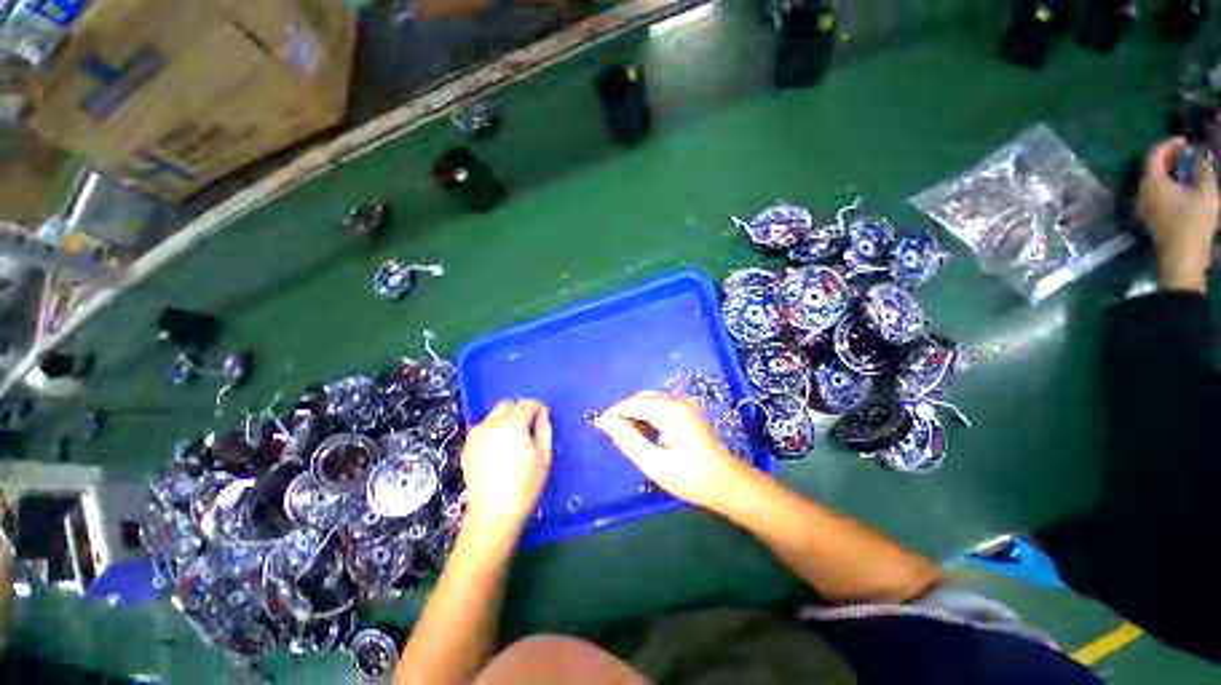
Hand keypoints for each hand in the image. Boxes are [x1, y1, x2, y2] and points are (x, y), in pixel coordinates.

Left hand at [461, 400, 552, 536]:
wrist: (493, 513)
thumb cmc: (525, 486)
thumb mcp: (544, 457)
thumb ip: (544, 430)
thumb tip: (542, 414)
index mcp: (512, 426)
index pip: (527, 404)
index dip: (538, 408)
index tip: (543, 418)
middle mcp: (491, 425)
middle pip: (507, 405)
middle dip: (520, 410)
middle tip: (529, 428)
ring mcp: (476, 436)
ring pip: (493, 416)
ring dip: (505, 420)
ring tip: (513, 440)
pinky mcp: (467, 447)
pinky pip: (483, 429)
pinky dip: (493, 431)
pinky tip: (498, 450)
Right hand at [596, 392, 753, 511]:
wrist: (727, 483)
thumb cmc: (689, 477)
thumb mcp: (654, 463)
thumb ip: (628, 439)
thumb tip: (604, 422)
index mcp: (669, 410)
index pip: (632, 403)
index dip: (613, 413)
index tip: (598, 426)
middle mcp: (677, 400)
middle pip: (641, 398)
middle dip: (624, 412)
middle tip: (612, 434)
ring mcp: (685, 403)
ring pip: (651, 400)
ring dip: (636, 412)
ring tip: (626, 435)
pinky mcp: (689, 410)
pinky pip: (661, 404)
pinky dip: (648, 414)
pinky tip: (645, 431)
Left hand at [1138, 137, 1220, 292]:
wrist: (1183, 258)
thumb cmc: (1194, 222)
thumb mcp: (1206, 191)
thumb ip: (1204, 169)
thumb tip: (1202, 156)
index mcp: (1152, 183)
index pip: (1155, 155)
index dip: (1170, 144)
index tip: (1186, 140)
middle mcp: (1142, 193)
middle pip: (1153, 168)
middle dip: (1171, 157)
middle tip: (1189, 152)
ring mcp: (1145, 207)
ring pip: (1156, 182)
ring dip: (1171, 172)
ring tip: (1190, 167)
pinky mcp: (1151, 218)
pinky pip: (1158, 194)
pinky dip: (1170, 185)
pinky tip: (1185, 187)